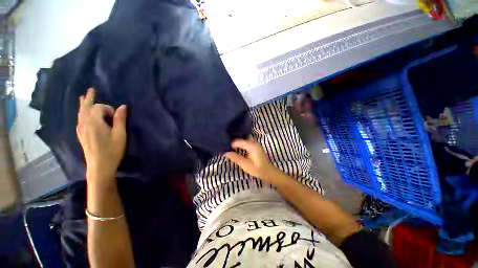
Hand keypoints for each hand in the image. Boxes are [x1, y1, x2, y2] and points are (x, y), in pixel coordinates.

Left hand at [77, 88, 126, 186]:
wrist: (99, 166)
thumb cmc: (112, 150)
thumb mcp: (120, 134)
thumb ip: (120, 119)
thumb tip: (123, 106)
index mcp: (94, 122)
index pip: (99, 107)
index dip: (109, 109)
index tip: (116, 117)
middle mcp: (84, 123)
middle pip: (86, 107)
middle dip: (89, 98)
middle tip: (91, 89)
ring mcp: (81, 130)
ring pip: (80, 113)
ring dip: (83, 104)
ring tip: (83, 97)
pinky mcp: (81, 135)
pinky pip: (79, 120)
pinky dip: (81, 113)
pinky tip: (82, 114)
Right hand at [224, 138, 276, 180]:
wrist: (268, 172)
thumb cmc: (257, 169)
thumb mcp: (245, 165)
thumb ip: (235, 158)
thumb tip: (225, 153)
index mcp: (252, 146)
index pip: (239, 141)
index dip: (231, 144)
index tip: (224, 147)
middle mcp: (254, 142)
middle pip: (242, 138)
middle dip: (234, 140)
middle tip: (226, 144)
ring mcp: (256, 144)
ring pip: (245, 139)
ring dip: (238, 142)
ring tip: (230, 146)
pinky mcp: (256, 146)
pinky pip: (247, 142)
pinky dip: (242, 144)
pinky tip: (237, 148)